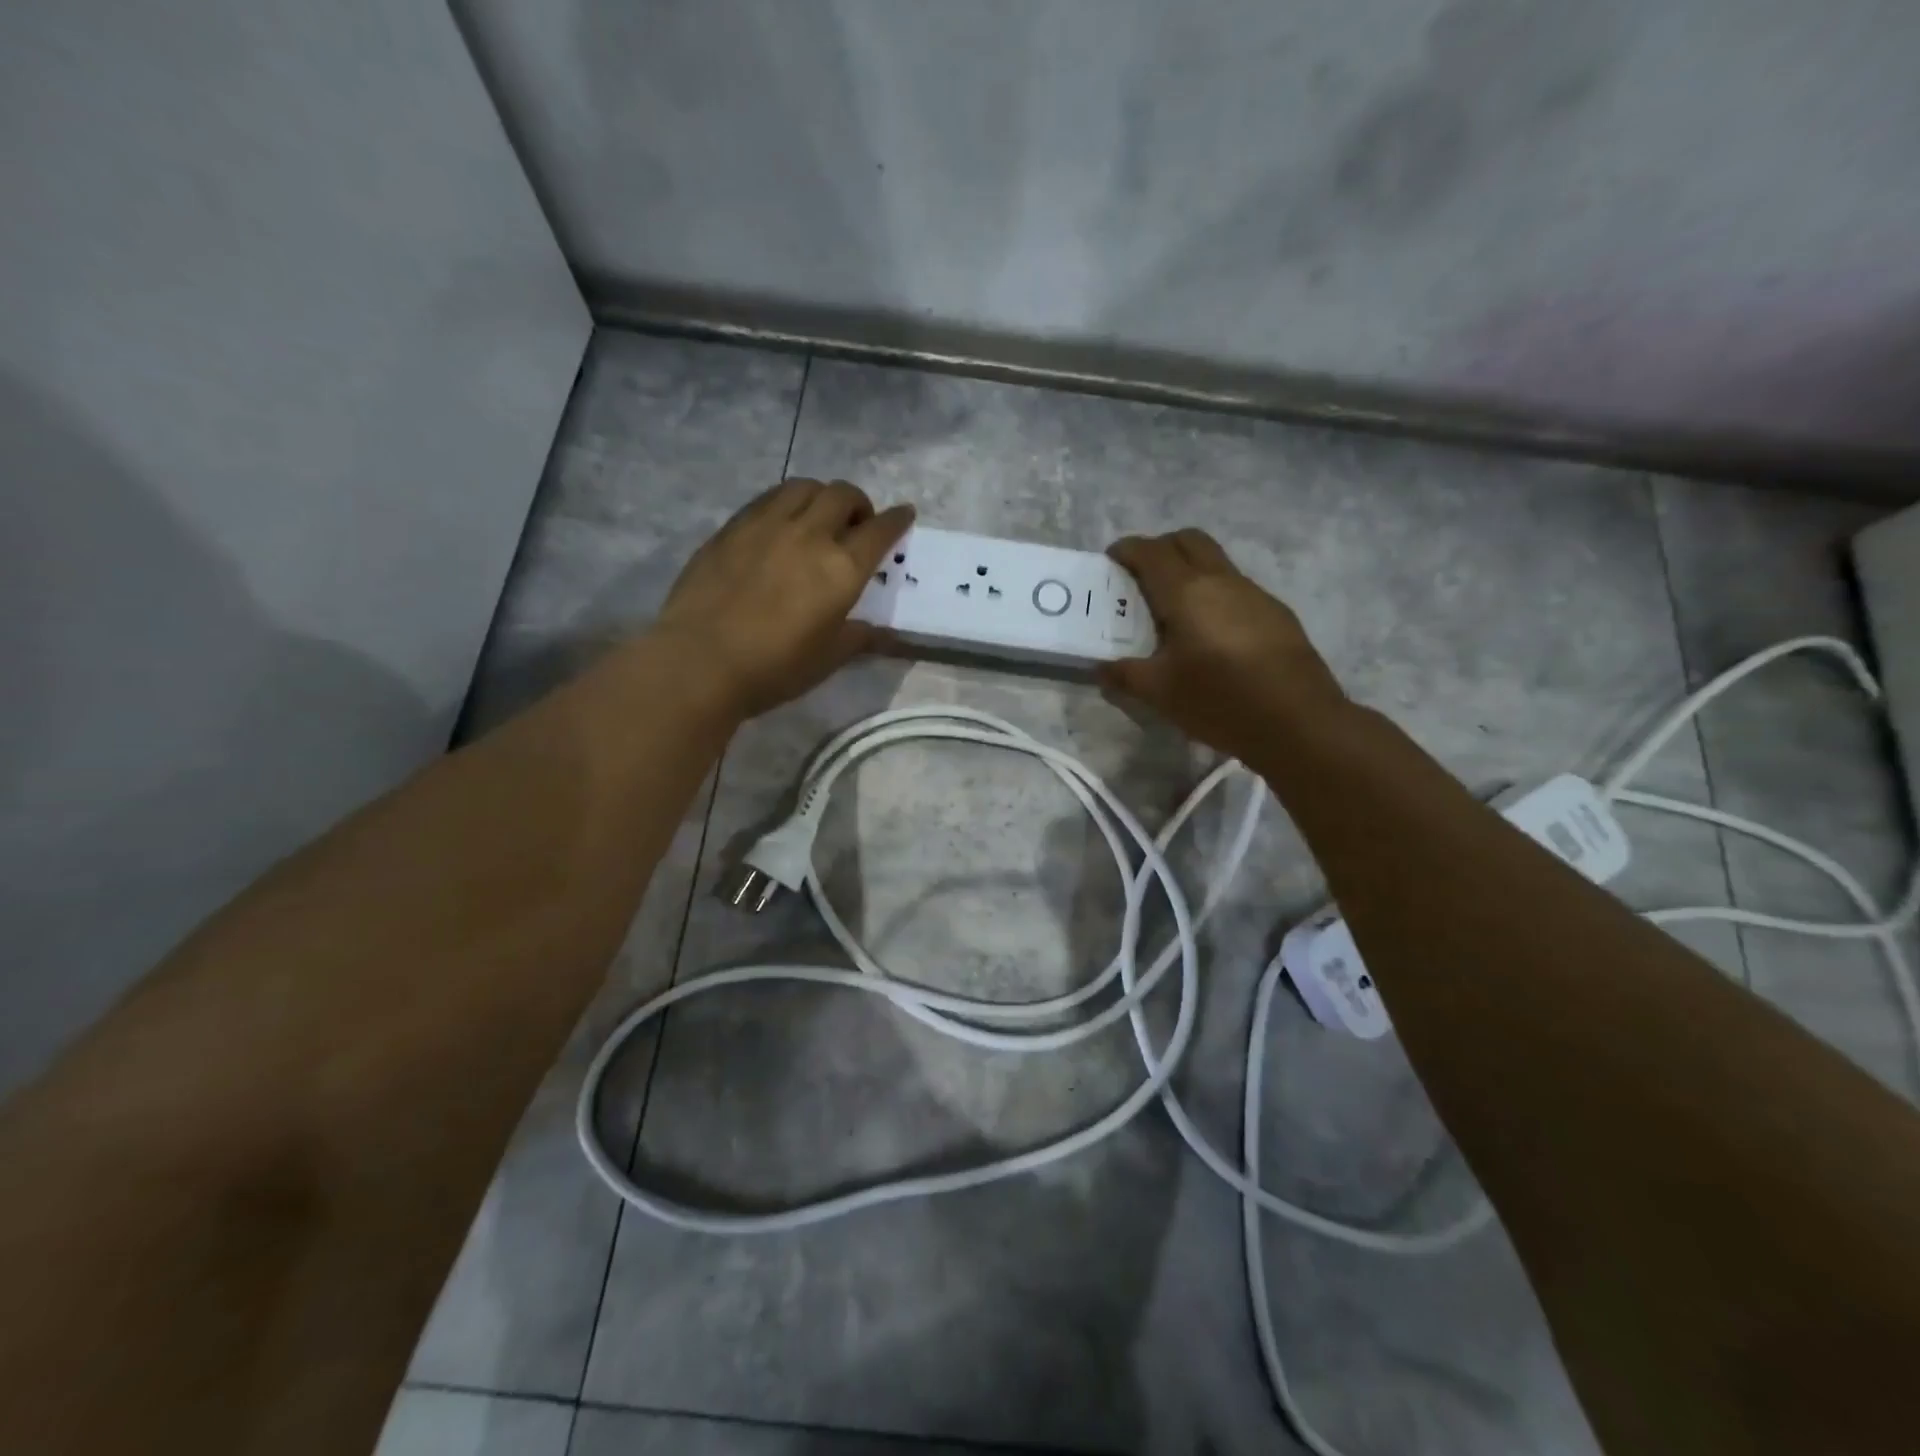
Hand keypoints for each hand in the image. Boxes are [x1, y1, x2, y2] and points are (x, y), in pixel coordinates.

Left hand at [655, 479, 913, 717]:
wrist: (700, 661)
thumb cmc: (774, 668)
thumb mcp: (827, 659)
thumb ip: (857, 637)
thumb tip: (878, 630)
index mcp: (842, 569)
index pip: (880, 530)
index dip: (896, 520)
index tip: (904, 514)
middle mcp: (809, 535)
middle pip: (843, 495)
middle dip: (859, 503)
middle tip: (856, 524)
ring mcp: (766, 524)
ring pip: (803, 486)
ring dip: (821, 495)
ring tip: (817, 517)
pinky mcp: (732, 527)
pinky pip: (768, 498)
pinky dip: (786, 502)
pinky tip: (779, 524)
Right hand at [1101, 529, 1347, 763]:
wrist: (1299, 721)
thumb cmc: (1220, 701)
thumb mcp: (1160, 694)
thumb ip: (1125, 675)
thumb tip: (1102, 669)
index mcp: (1186, 593)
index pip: (1151, 552)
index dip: (1127, 549)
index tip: (1111, 561)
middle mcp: (1220, 580)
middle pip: (1188, 540)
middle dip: (1160, 548)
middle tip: (1140, 577)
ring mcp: (1253, 593)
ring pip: (1215, 562)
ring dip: (1189, 570)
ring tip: (1172, 611)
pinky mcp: (1275, 613)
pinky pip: (1235, 587)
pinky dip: (1213, 594)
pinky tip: (1209, 634)